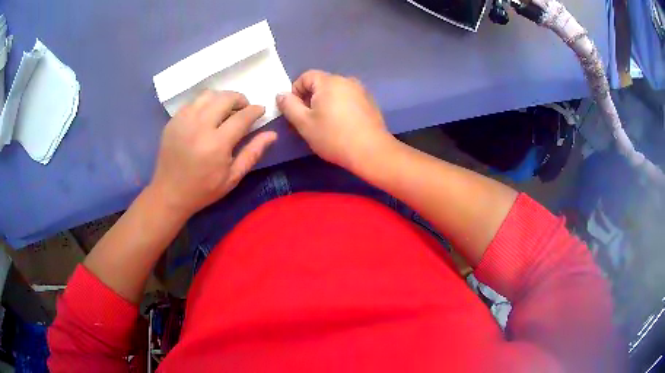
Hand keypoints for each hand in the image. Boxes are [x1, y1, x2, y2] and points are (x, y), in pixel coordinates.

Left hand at [149, 90, 276, 217]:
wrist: (169, 193)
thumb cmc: (203, 189)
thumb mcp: (233, 177)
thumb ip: (253, 153)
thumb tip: (272, 134)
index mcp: (217, 144)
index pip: (242, 116)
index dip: (255, 110)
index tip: (260, 110)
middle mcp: (200, 126)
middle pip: (225, 98)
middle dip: (240, 99)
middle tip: (244, 108)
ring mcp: (184, 121)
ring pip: (208, 95)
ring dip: (222, 98)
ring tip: (225, 109)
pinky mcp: (173, 121)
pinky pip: (193, 102)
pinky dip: (205, 104)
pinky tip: (207, 116)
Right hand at [276, 70, 393, 172]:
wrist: (371, 152)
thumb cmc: (333, 137)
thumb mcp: (304, 123)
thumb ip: (289, 106)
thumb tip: (281, 94)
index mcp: (329, 81)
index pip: (306, 76)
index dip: (295, 91)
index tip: (295, 111)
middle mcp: (346, 80)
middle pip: (321, 83)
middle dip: (311, 98)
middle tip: (309, 120)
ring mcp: (361, 91)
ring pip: (335, 92)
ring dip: (326, 103)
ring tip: (326, 124)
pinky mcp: (370, 102)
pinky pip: (348, 99)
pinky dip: (340, 107)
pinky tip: (342, 125)